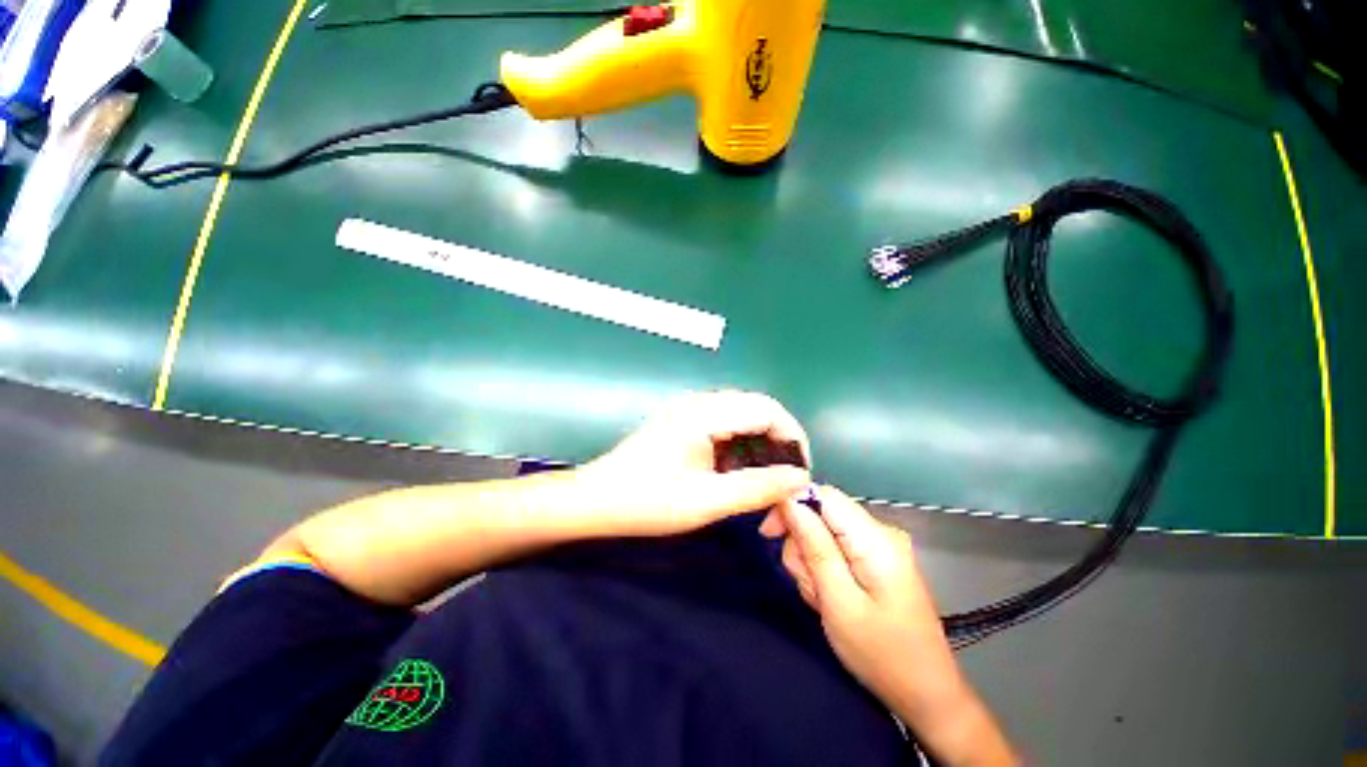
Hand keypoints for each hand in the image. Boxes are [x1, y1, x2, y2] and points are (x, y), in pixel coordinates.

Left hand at [573, 391, 811, 536]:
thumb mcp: (707, 501)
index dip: (793, 437)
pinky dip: (740, 447)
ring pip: (742, 418)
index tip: (800, 473)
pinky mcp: (683, 421)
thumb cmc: (647, 501)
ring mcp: (690, 409)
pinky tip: (737, 473)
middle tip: (784, 482)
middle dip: (778, 443)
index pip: (768, 409)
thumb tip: (799, 479)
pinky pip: (725, 425)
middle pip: (757, 410)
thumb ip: (757, 487)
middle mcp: (700, 402)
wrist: (595, 500)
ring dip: (759, 446)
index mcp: (706, 413)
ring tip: (764, 481)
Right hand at [761, 486, 1016, 765]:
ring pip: (824, 533)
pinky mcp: (877, 559)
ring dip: (812, 563)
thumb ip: (815, 547)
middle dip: (803, 545)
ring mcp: (880, 546)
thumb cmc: (882, 655)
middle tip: (809, 585)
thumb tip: (790, 501)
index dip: (790, 504)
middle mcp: (880, 532)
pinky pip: (837, 549)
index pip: (823, 494)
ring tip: (823, 599)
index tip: (769, 533)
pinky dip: (825, 570)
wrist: (926, 694)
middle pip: (821, 514)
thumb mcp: (839, 603)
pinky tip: (831, 599)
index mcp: (875, 538)